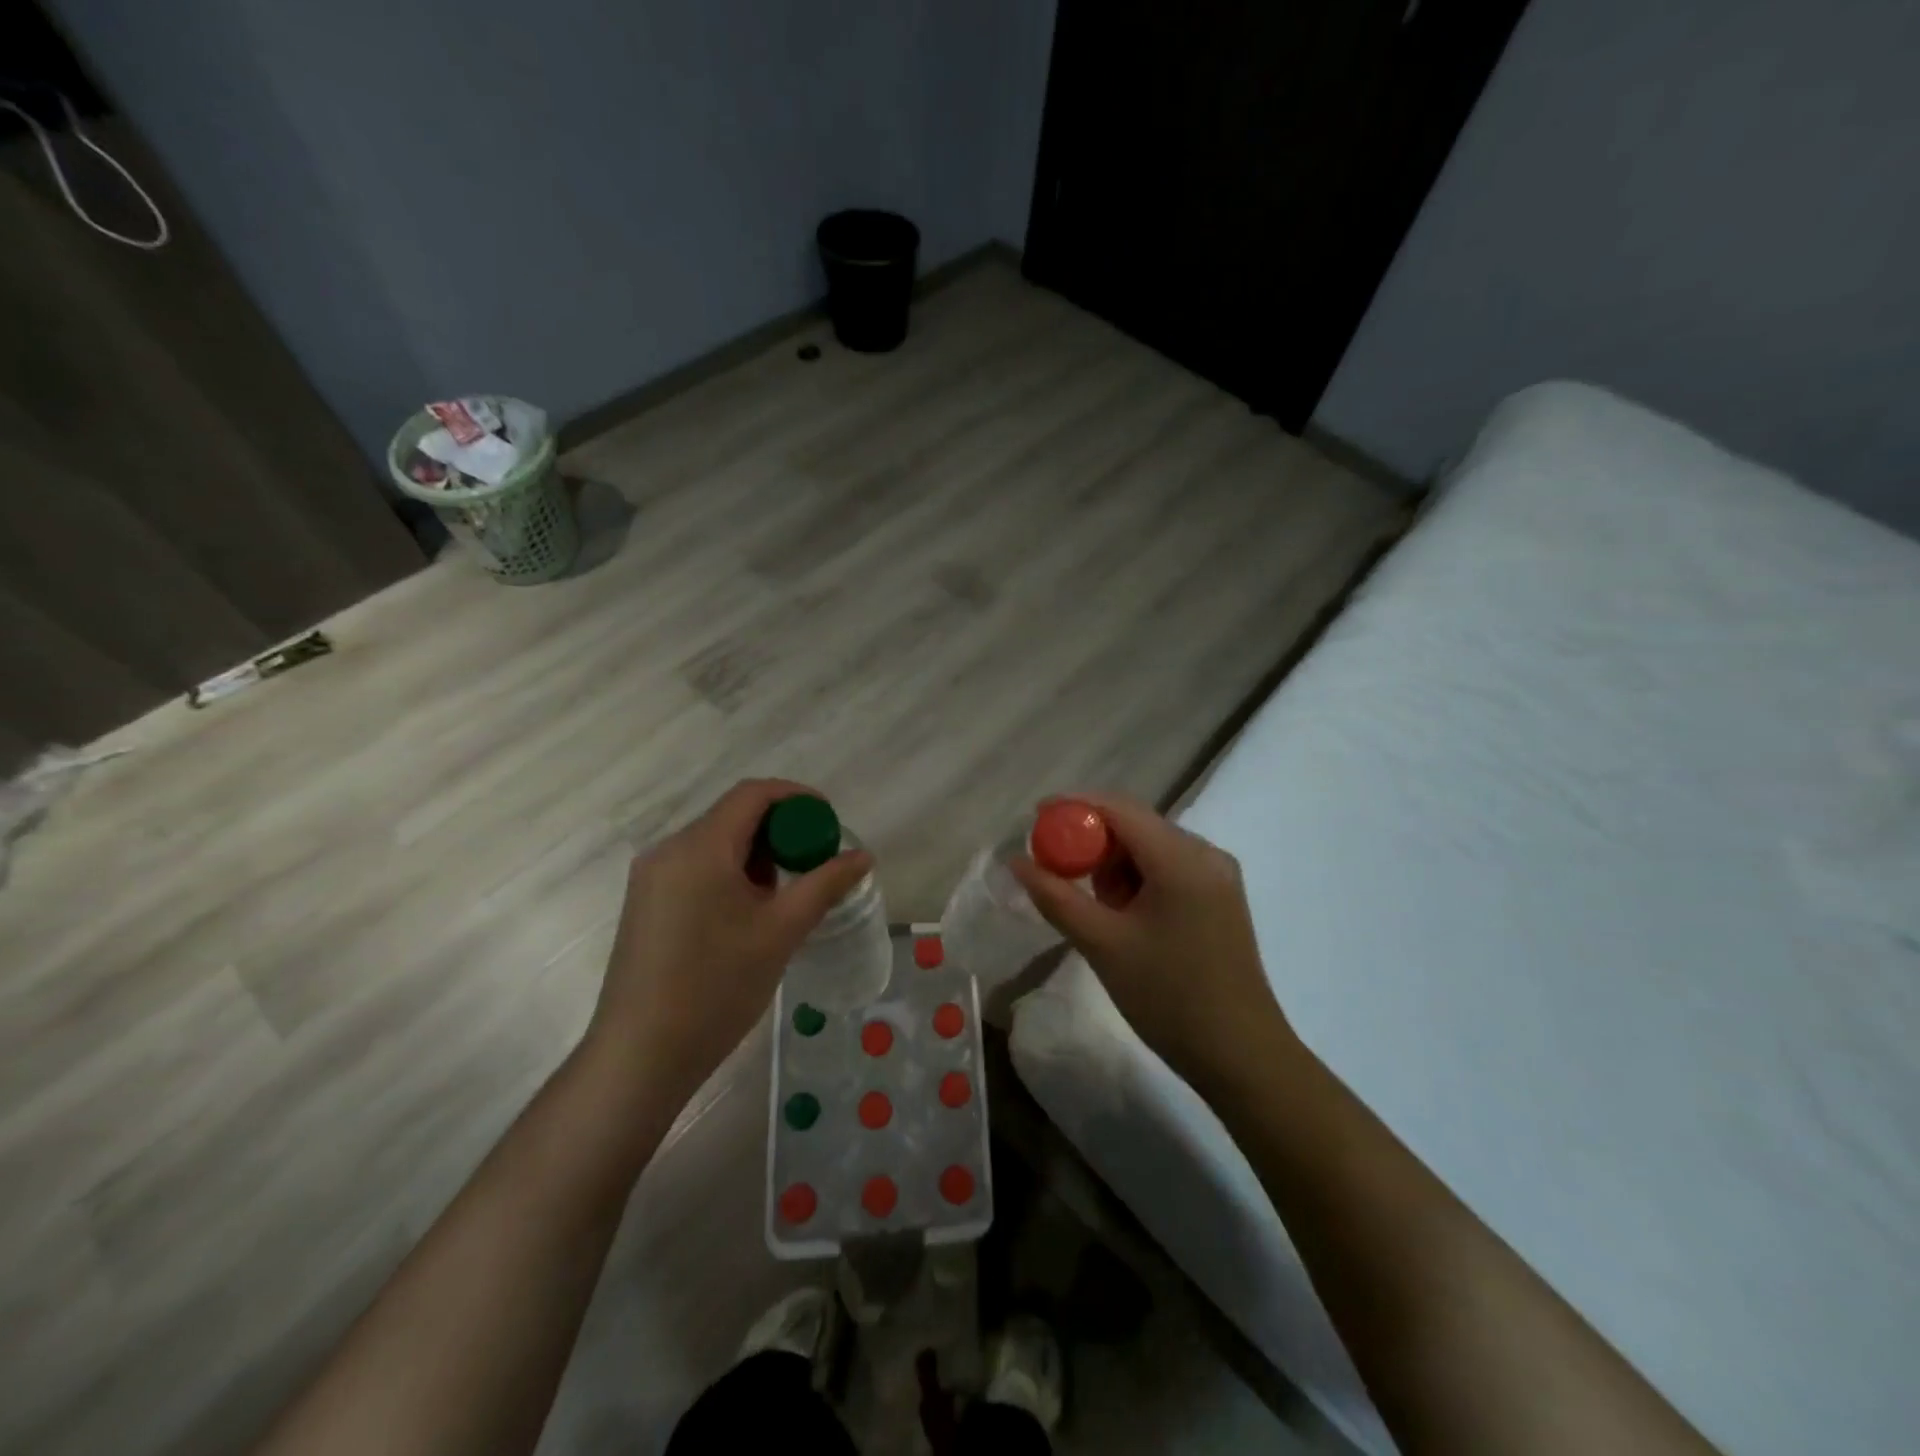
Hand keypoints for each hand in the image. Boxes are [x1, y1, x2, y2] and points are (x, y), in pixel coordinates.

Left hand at [586, 779, 872, 1103]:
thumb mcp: (781, 932)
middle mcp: (669, 850)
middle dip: (780, 830)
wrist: (640, 1056)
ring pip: (715, 843)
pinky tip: (750, 911)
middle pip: (733, 816)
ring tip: (787, 892)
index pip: (753, 794)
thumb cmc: (716, 988)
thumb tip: (862, 856)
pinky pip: (696, 867)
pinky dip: (731, 872)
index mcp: (700, 847)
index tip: (828, 820)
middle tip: (815, 862)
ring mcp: (651, 877)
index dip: (796, 797)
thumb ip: (824, 885)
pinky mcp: (645, 903)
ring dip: (756, 854)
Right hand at [1010, 792, 1293, 1090]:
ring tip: (1099, 911)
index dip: (1074, 806)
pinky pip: (1168, 868)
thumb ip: (1056, 897)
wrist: (1241, 1057)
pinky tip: (1126, 917)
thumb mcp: (1102, 945)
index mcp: (1181, 858)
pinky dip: (1138, 880)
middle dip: (1092, 842)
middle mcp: (1206, 853)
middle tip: (1060, 874)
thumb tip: (1016, 862)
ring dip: (1115, 865)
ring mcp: (1218, 875)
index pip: (1119, 808)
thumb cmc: (1169, 998)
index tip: (1035, 821)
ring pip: (1150, 847)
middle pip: (1136, 824)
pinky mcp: (1220, 897)